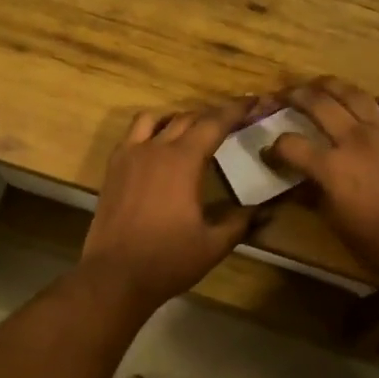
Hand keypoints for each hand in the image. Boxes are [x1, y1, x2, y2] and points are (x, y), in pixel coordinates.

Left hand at [81, 99, 257, 312]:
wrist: (114, 276)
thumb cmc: (168, 260)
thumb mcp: (214, 244)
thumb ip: (241, 221)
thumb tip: (265, 209)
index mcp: (183, 161)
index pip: (214, 123)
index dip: (236, 110)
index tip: (254, 101)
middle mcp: (155, 149)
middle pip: (187, 118)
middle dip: (212, 116)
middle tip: (231, 121)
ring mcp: (129, 156)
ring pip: (155, 119)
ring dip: (178, 119)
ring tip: (192, 130)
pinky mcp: (112, 169)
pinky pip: (132, 135)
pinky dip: (150, 131)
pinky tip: (158, 148)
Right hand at [266, 77, 378, 286]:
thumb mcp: (340, 226)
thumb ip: (318, 198)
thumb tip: (304, 185)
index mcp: (331, 167)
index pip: (290, 145)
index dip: (274, 147)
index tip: (270, 152)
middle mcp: (355, 139)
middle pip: (318, 104)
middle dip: (296, 96)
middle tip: (287, 95)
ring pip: (354, 94)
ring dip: (332, 86)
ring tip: (321, 85)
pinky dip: (377, 102)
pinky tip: (372, 106)